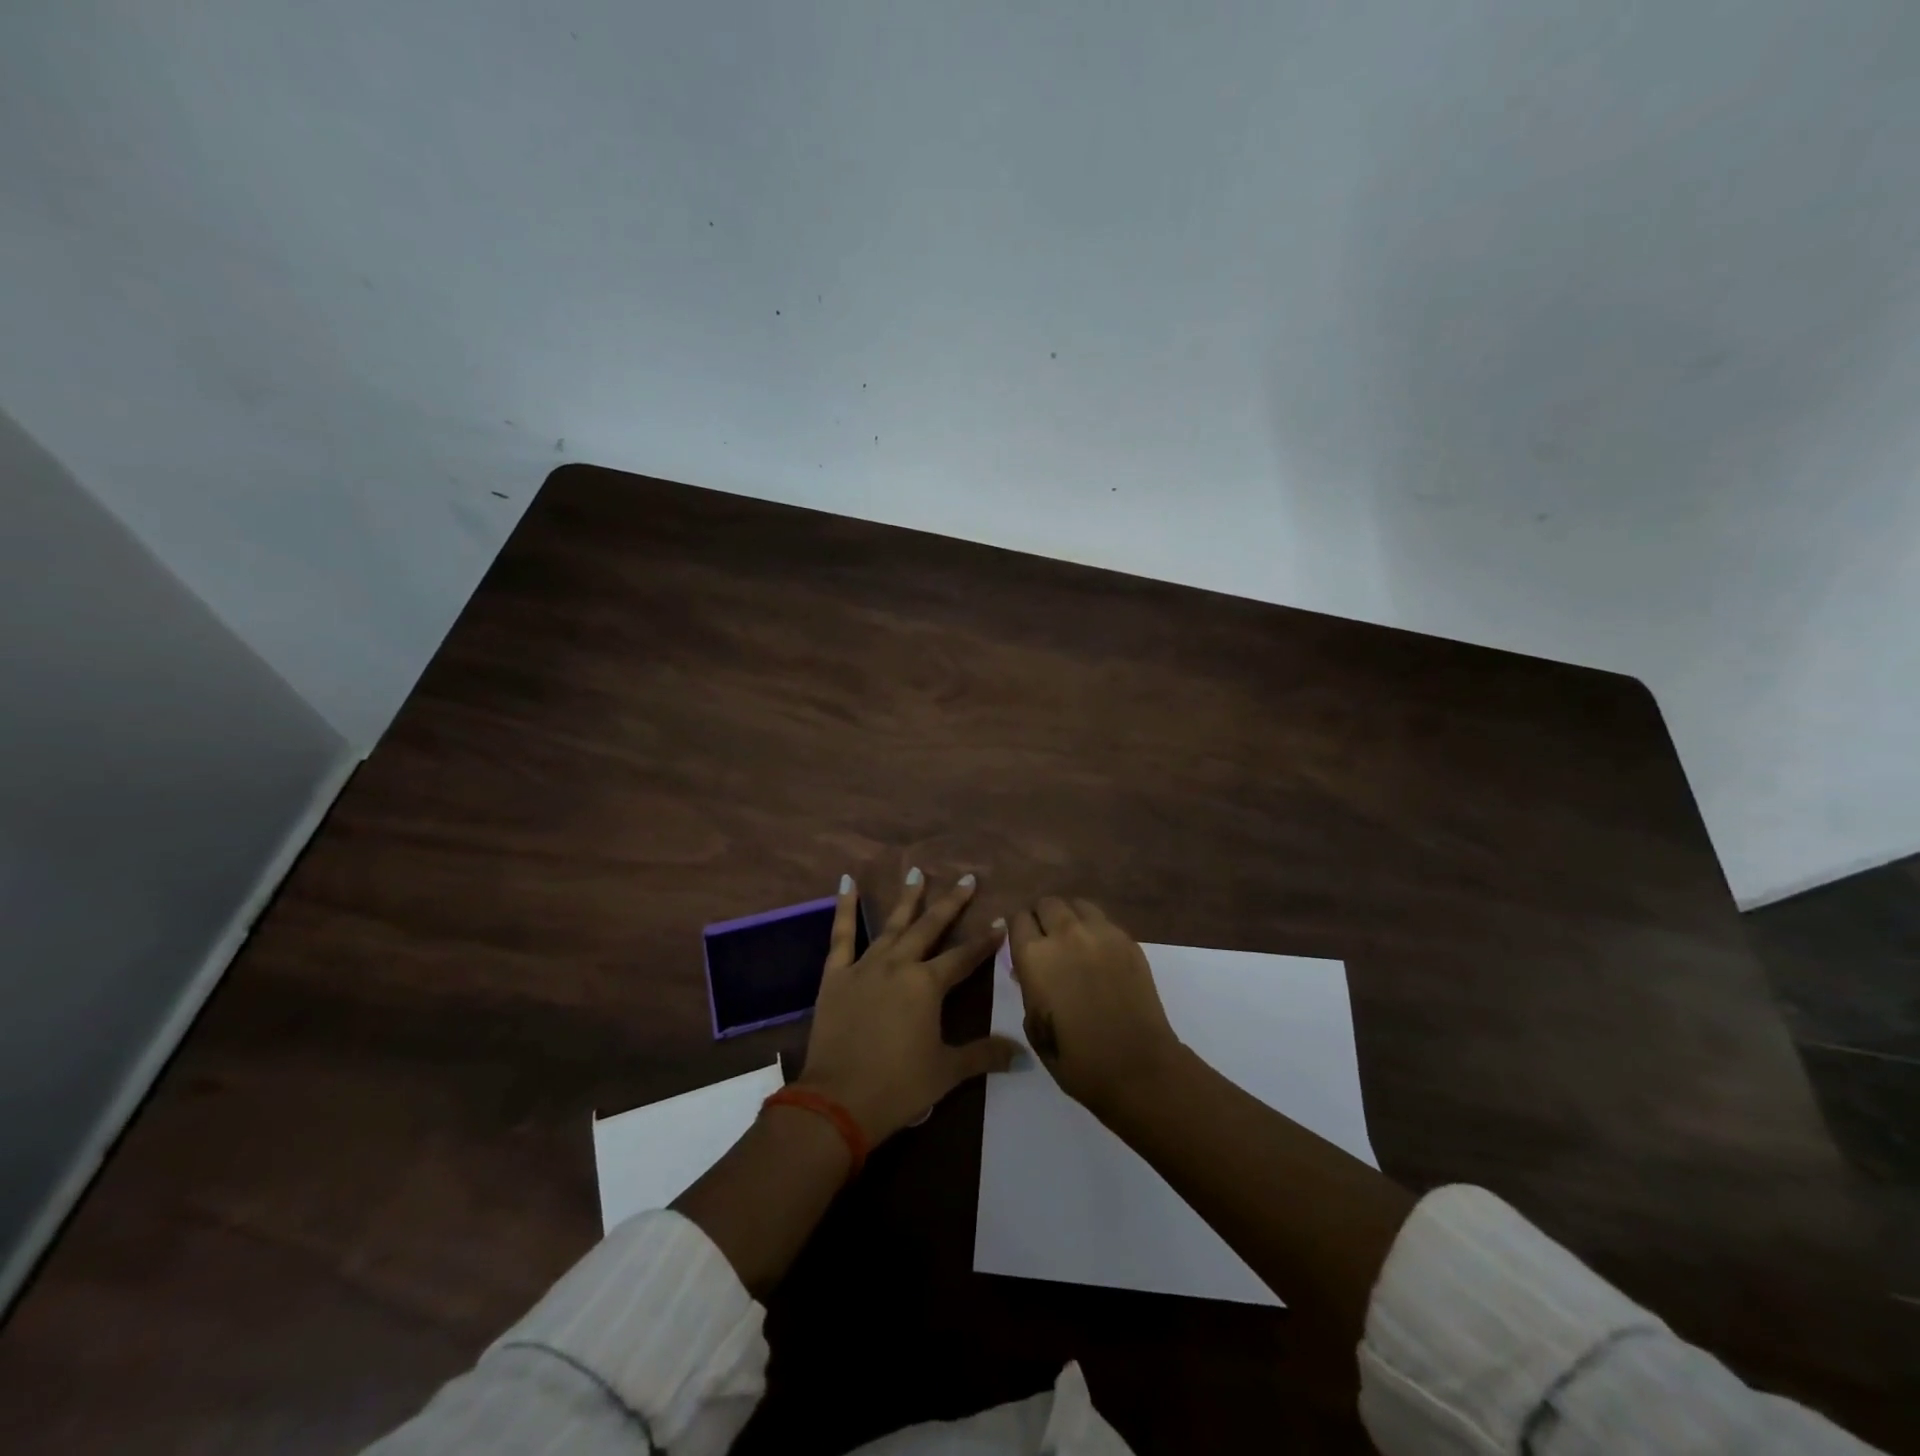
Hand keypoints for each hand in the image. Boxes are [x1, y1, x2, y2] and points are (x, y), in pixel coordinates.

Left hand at [796, 869, 1020, 1142]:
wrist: (838, 1101)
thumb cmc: (898, 1087)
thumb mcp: (947, 1072)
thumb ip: (984, 1055)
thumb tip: (1022, 1055)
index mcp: (928, 985)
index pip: (964, 957)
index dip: (985, 942)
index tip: (1001, 923)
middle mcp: (900, 965)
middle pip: (930, 928)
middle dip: (951, 903)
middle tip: (967, 879)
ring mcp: (865, 966)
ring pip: (892, 924)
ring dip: (907, 898)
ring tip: (916, 872)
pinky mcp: (836, 975)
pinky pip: (841, 935)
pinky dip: (844, 907)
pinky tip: (847, 881)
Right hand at [1007, 897, 1184, 1115]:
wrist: (1136, 1066)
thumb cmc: (1077, 1059)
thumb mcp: (1035, 1027)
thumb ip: (1028, 989)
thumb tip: (1027, 971)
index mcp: (1034, 956)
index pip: (1017, 919)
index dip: (1017, 929)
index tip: (1020, 942)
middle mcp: (1065, 934)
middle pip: (1047, 903)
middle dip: (1042, 917)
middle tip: (1046, 939)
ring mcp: (1100, 933)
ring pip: (1077, 904)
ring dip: (1069, 916)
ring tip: (1073, 939)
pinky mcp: (1128, 940)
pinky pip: (1104, 921)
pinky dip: (1095, 929)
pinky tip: (1098, 952)